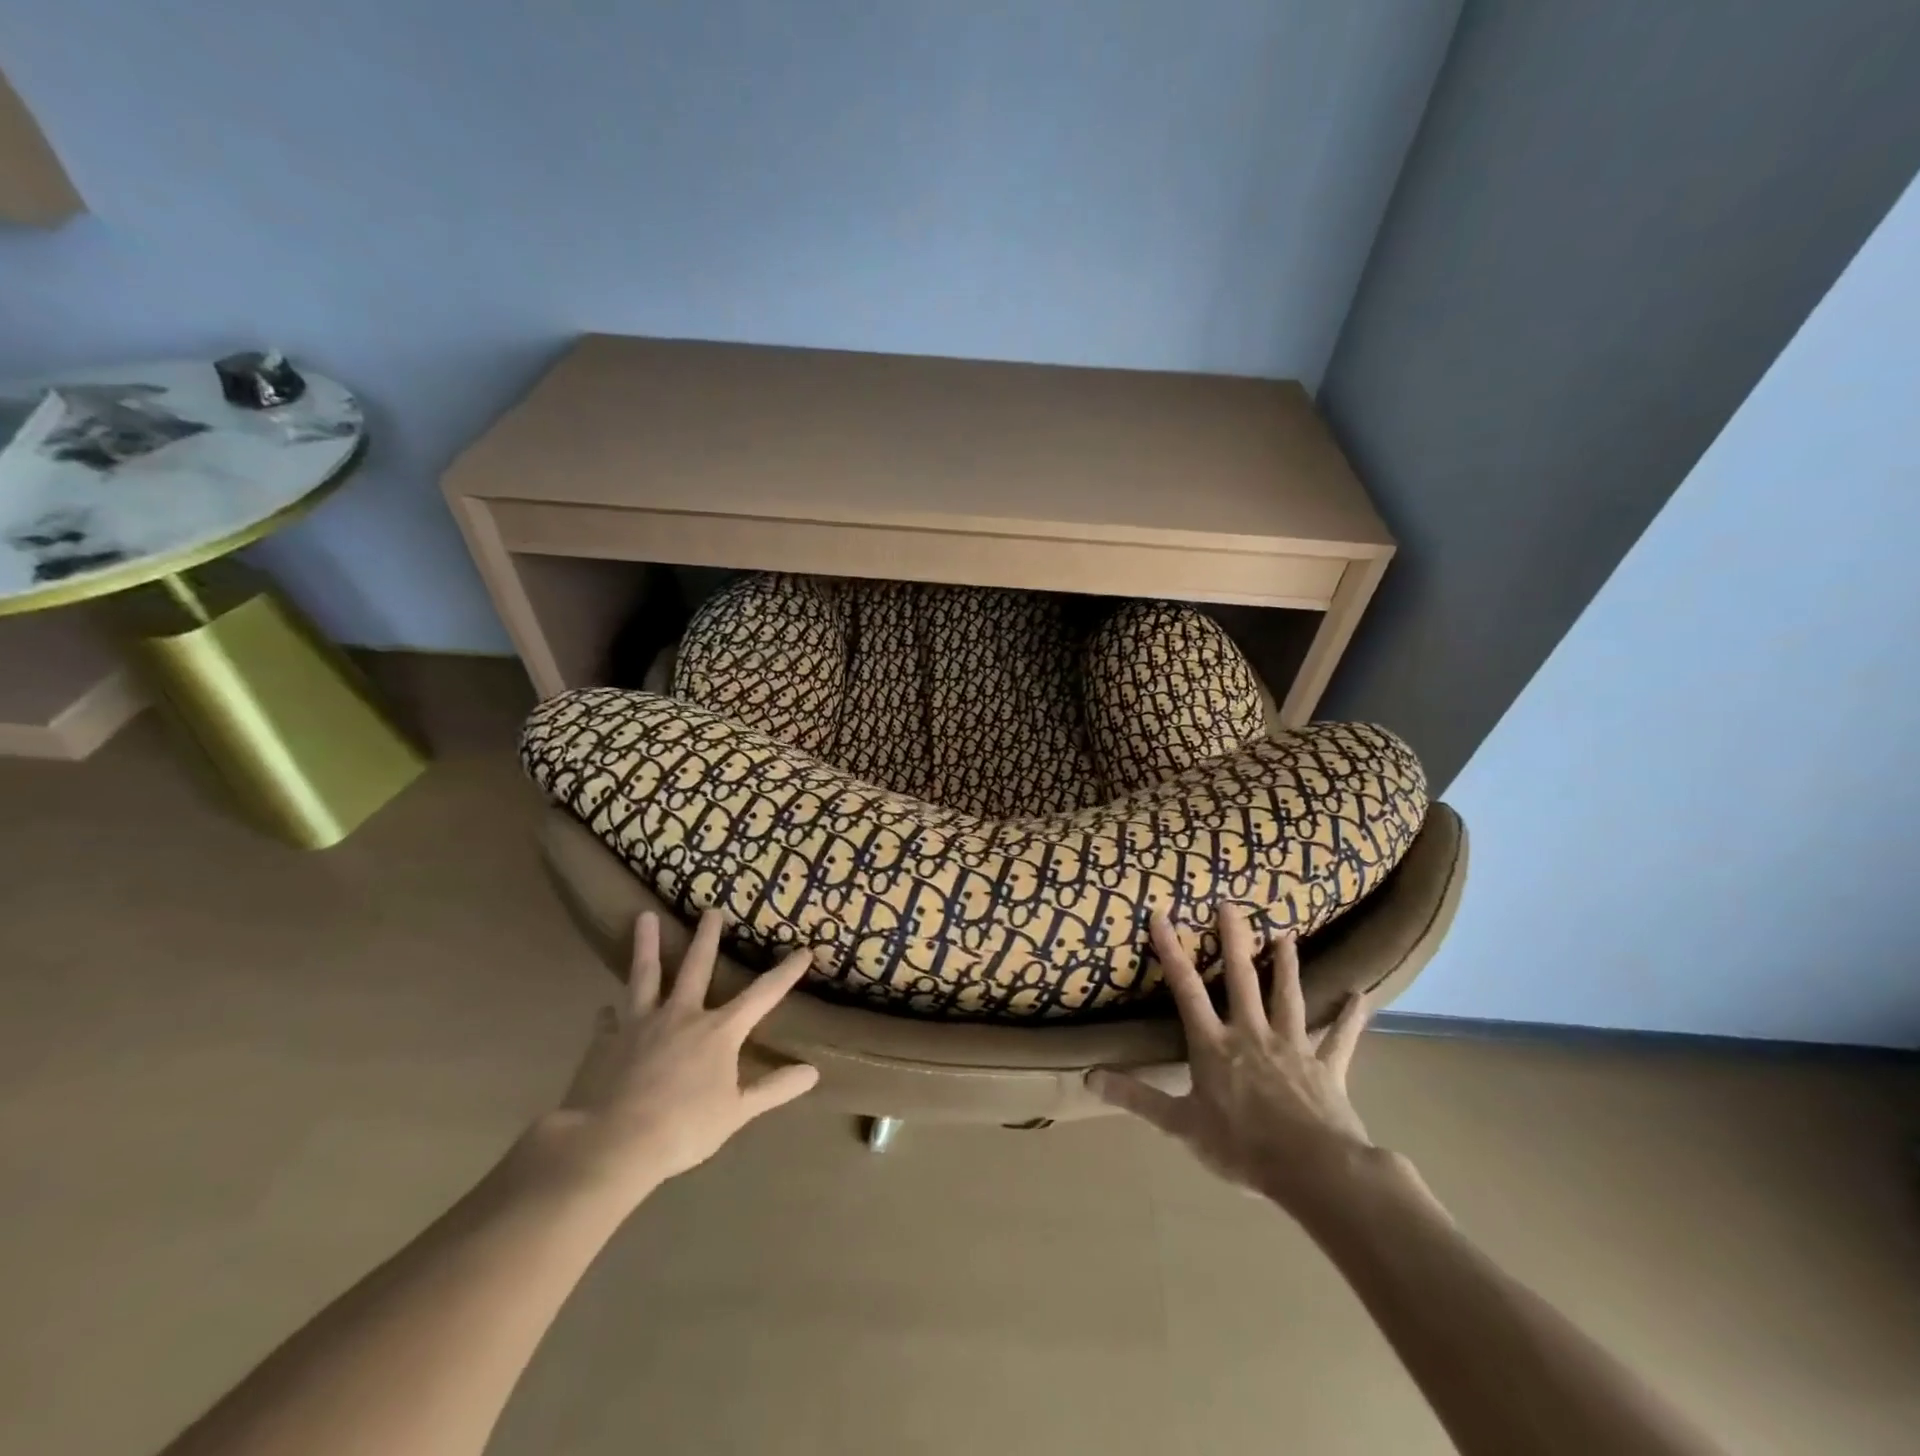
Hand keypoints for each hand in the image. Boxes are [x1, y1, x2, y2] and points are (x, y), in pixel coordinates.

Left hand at [516, 909, 819, 1208]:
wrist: (614, 1144)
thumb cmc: (684, 1128)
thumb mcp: (738, 1112)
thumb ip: (774, 1089)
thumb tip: (813, 1071)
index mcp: (719, 1032)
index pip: (762, 995)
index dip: (785, 973)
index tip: (804, 950)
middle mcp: (682, 1016)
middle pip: (697, 967)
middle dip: (707, 938)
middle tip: (711, 909)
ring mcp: (642, 1025)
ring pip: (646, 976)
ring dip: (647, 946)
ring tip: (643, 918)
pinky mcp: (608, 1042)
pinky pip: (609, 1021)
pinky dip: (608, 1014)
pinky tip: (605, 1008)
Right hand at [1090, 906, 1377, 1218]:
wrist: (1313, 1170)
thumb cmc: (1242, 1147)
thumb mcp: (1181, 1125)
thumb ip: (1136, 1098)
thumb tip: (1087, 1078)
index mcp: (1214, 1045)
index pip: (1186, 990)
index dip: (1172, 951)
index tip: (1162, 914)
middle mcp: (1251, 1034)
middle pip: (1241, 979)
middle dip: (1235, 940)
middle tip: (1231, 904)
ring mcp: (1292, 1046)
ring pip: (1288, 996)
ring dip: (1287, 965)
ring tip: (1286, 935)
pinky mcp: (1327, 1066)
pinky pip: (1339, 1038)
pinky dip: (1349, 1018)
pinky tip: (1361, 997)